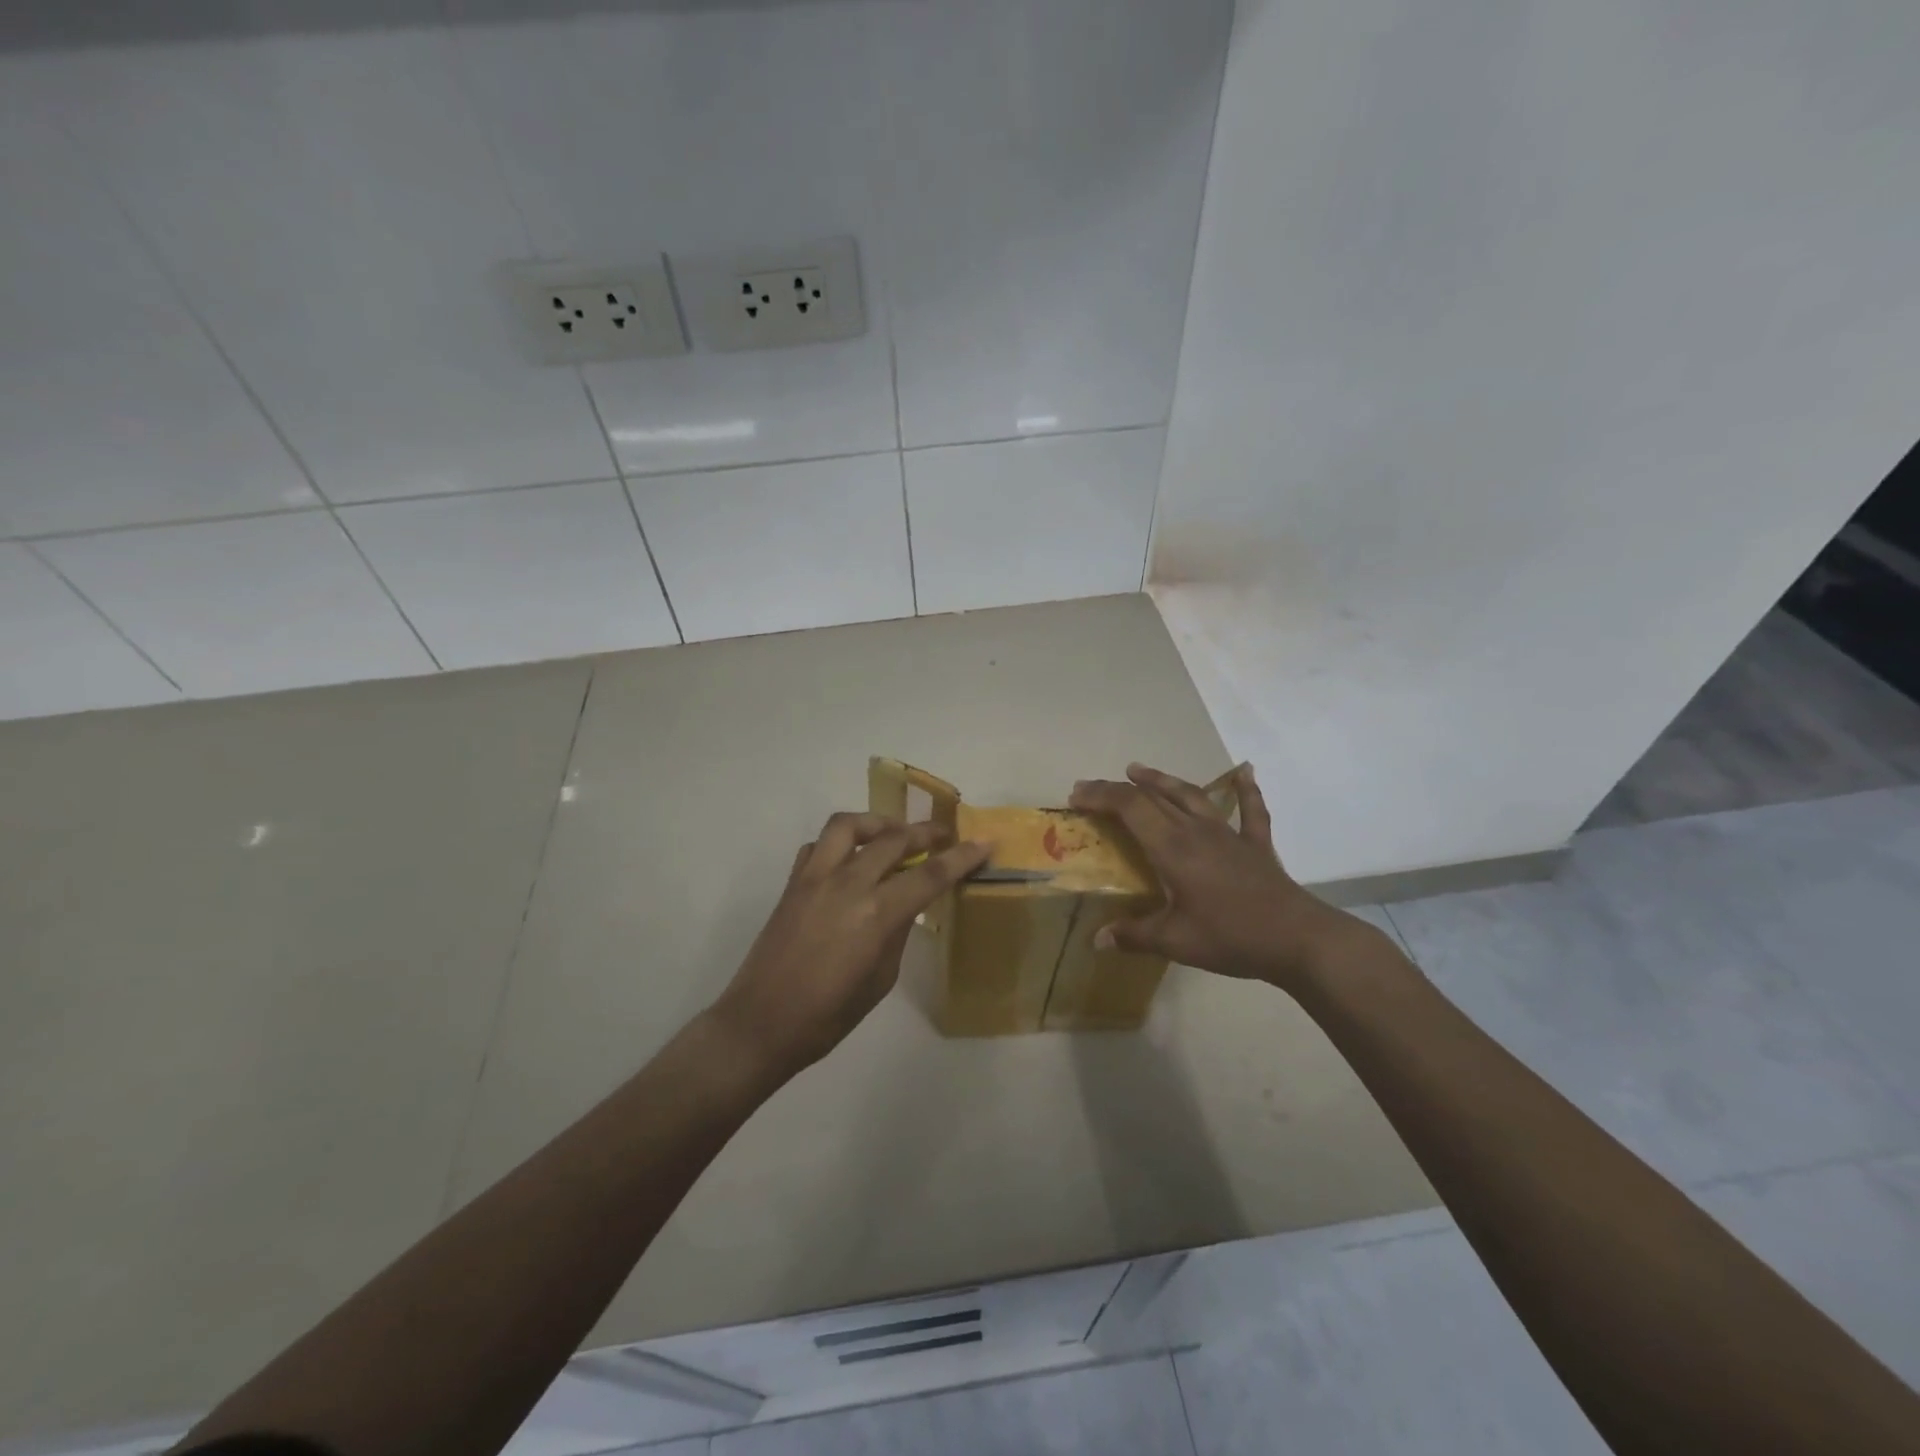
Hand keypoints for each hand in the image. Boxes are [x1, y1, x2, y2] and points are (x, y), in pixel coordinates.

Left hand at [709, 812, 988, 1080]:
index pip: (929, 875)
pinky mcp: (792, 883)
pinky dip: (839, 843)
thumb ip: (897, 933)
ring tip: (893, 834)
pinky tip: (850, 860)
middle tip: (944, 834)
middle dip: (925, 831)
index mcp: (876, 914)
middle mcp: (846, 884)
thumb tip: (905, 906)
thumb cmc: (828, 1016)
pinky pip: (817, 845)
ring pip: (848, 825)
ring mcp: (814, 878)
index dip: (961, 857)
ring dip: (877, 822)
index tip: (984, 843)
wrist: (761, 1024)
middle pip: (893, 839)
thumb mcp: (880, 980)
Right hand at [1069, 763, 1365, 989]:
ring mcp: (1229, 834)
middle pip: (1153, 797)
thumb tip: (1097, 939)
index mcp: (1173, 848)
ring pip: (1191, 795)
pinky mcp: (1256, 845)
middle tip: (1090, 788)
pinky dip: (1245, 790)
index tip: (1075, 797)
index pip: (1130, 808)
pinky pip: (1251, 811)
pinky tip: (1245, 771)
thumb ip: (1134, 935)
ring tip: (1139, 770)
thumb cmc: (1231, 937)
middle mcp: (1196, 831)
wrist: (1298, 939)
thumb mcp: (1176, 941)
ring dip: (1162, 780)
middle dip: (1118, 789)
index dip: (1100, 796)